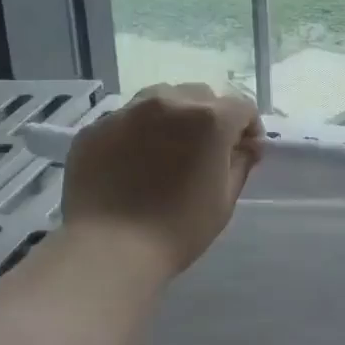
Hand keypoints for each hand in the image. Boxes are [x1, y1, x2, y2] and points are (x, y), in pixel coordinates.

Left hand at [61, 85, 263, 273]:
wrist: (109, 248)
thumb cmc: (179, 229)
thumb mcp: (224, 199)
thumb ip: (241, 163)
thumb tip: (248, 145)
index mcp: (209, 120)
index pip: (242, 107)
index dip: (249, 128)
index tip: (245, 152)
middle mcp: (168, 103)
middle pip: (201, 96)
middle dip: (211, 117)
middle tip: (207, 151)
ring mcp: (127, 112)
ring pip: (161, 99)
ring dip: (174, 117)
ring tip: (169, 150)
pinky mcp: (95, 128)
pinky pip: (127, 119)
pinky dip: (139, 132)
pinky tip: (134, 163)